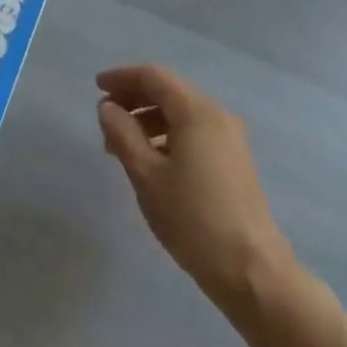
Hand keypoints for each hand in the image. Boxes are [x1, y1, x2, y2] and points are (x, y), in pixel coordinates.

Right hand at [96, 65, 295, 313]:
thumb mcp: (146, 175)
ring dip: (149, 119)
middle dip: (134, 99)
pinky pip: (194, 131)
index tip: (96, 88)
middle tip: (105, 119)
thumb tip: (107, 107)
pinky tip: (151, 160)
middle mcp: (216, 114)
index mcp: (196, 111)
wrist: (251, 270)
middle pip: (169, 91)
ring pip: (181, 113)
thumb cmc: (192, 219)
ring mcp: (230, 137)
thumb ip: (122, 134)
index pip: (153, 77)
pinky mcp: (234, 159)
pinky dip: (167, 135)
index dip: (122, 78)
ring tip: (121, 146)